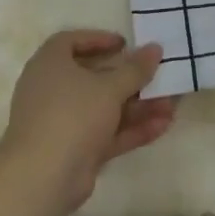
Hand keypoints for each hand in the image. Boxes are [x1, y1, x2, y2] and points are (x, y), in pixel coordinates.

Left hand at [1, 31, 175, 207]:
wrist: (43, 176)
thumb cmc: (73, 114)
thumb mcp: (109, 87)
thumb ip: (135, 69)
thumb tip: (155, 48)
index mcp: (50, 64)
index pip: (69, 41)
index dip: (97, 39)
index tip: (125, 44)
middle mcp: (52, 90)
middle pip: (93, 77)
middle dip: (128, 78)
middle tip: (155, 75)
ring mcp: (63, 122)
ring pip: (103, 108)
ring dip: (137, 107)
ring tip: (171, 105)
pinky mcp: (74, 149)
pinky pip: (105, 133)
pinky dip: (130, 129)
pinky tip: (162, 125)